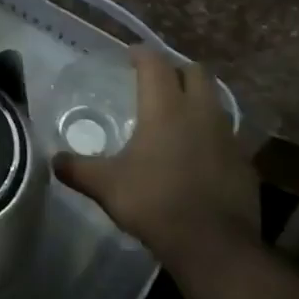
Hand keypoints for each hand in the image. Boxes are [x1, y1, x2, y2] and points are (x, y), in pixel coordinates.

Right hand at [53, 46, 256, 249]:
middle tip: (156, 80)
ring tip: (176, 114)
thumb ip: (77, 168)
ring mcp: (229, 138)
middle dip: (176, 70)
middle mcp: (201, 114)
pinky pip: (227, 135)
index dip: (142, 54)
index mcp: (165, 110)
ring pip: (216, 102)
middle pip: (197, 73)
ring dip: (197, 100)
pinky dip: (210, 134)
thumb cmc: (153, 202)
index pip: (156, 65)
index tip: (130, 53)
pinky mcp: (244, 163)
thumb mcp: (104, 185)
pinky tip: (195, 153)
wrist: (213, 244)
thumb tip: (53, 160)